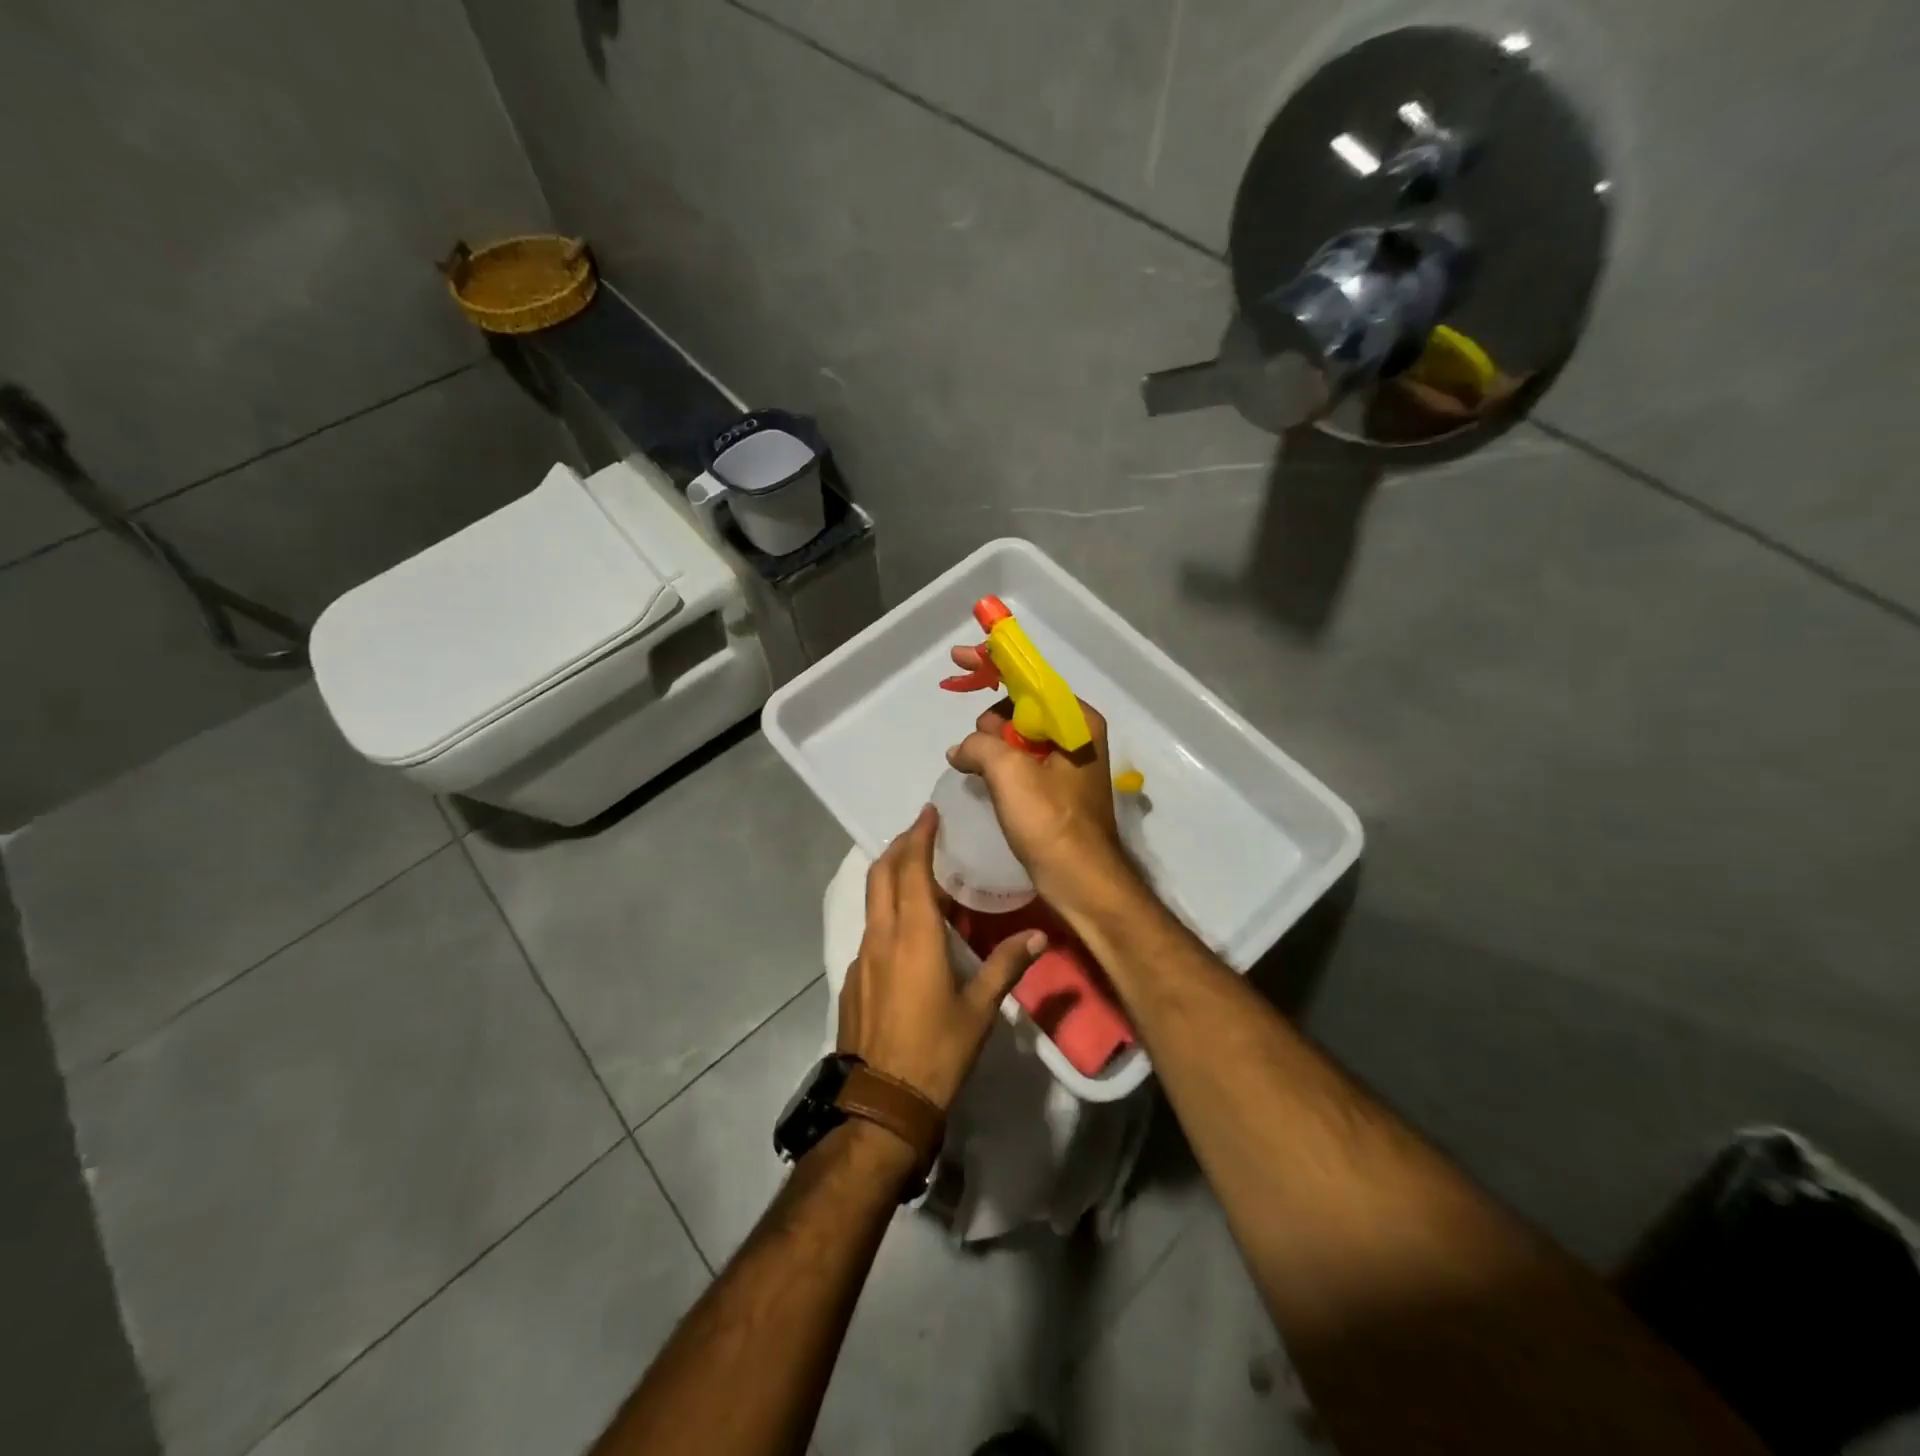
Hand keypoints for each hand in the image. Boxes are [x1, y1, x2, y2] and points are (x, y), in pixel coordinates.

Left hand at [838, 805, 1046, 1110]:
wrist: (880, 1102)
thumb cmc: (936, 1052)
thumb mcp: (979, 1010)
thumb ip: (1007, 966)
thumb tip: (1039, 936)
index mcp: (914, 936)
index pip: (911, 869)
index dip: (918, 837)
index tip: (928, 812)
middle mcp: (882, 936)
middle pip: (881, 874)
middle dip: (899, 846)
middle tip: (922, 831)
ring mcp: (863, 957)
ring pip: (872, 900)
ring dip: (890, 875)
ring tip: (917, 870)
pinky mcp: (854, 978)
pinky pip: (871, 928)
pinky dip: (887, 909)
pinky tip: (907, 927)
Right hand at [945, 647, 1129, 905]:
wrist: (1082, 882)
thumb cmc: (1051, 823)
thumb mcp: (1009, 773)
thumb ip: (979, 745)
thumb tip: (961, 750)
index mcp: (1075, 720)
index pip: (1029, 677)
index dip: (993, 663)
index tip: (959, 657)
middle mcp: (1075, 733)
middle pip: (1020, 706)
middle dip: (990, 721)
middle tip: (975, 752)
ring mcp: (1066, 762)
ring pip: (1016, 736)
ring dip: (990, 747)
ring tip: (976, 772)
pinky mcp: (1055, 788)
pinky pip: (1019, 761)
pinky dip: (998, 765)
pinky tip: (980, 780)